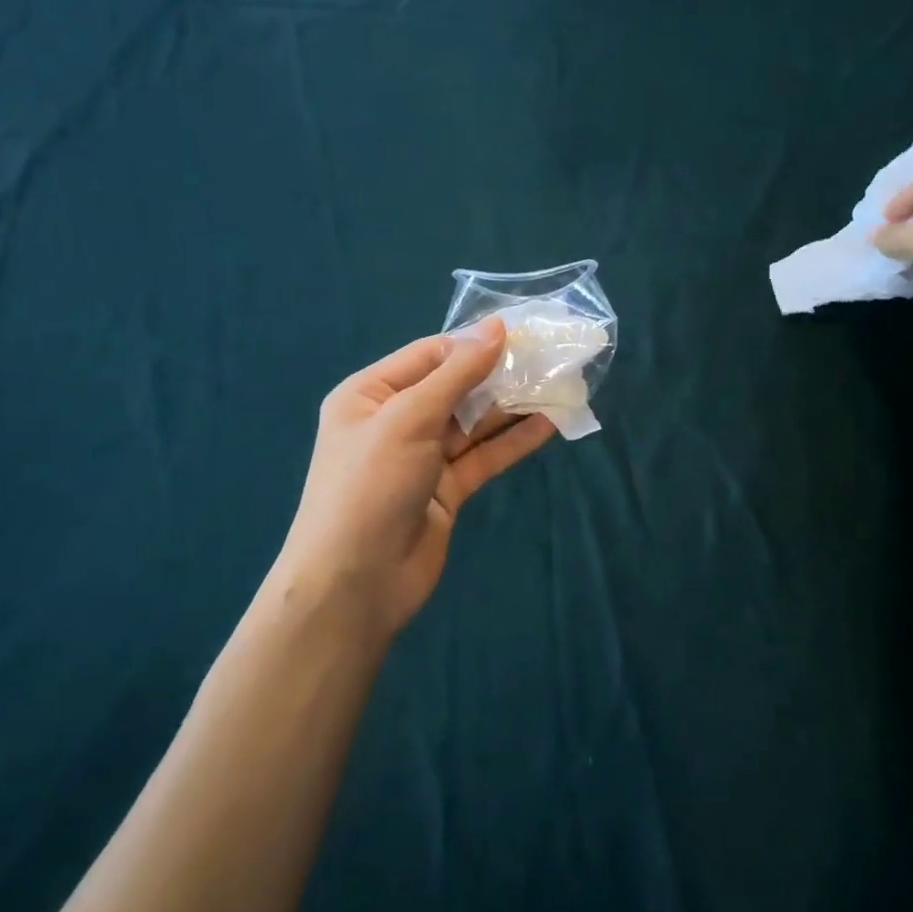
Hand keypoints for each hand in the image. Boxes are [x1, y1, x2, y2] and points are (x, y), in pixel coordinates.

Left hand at [274, 318, 555, 642]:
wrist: (354, 584)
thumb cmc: (371, 485)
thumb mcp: (409, 418)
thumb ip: (457, 374)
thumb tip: (496, 326)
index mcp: (371, 393)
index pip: (430, 354)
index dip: (474, 342)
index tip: (522, 332)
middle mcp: (395, 420)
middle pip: (455, 386)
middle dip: (498, 374)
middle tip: (549, 359)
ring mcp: (422, 456)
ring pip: (473, 422)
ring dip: (512, 406)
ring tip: (558, 385)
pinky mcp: (445, 488)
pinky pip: (483, 456)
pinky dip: (513, 440)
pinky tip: (548, 424)